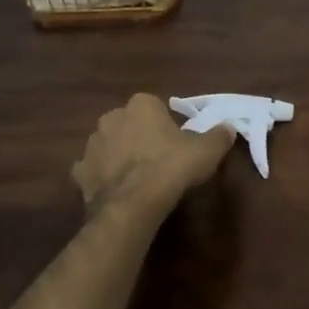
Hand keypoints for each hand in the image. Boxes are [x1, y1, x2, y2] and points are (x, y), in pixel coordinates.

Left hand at [73, 94, 236, 217]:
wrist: (134, 204)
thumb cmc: (172, 167)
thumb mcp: (207, 151)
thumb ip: (219, 136)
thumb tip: (228, 128)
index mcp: (141, 105)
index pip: (155, 107)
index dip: (166, 125)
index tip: (177, 144)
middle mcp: (111, 117)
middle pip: (129, 124)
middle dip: (140, 137)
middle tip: (159, 160)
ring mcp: (92, 145)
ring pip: (109, 146)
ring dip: (120, 156)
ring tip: (139, 179)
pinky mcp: (80, 172)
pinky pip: (95, 170)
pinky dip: (104, 178)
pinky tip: (119, 192)